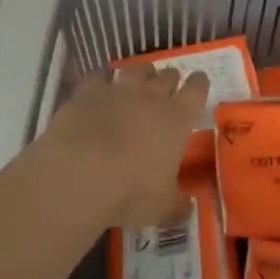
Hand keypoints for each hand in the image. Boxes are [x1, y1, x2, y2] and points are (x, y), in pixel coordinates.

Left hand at [36, 65, 209, 228]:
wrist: (79, 173)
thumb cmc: (130, 192)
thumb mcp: (161, 208)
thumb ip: (176, 205)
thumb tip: (186, 208)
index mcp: (177, 119)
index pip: (196, 90)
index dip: (199, 84)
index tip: (199, 82)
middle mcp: (150, 97)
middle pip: (167, 76)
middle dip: (169, 80)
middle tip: (167, 89)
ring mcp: (117, 90)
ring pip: (136, 70)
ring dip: (140, 74)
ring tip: (138, 81)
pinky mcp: (87, 92)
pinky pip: (98, 76)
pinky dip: (102, 79)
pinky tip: (99, 85)